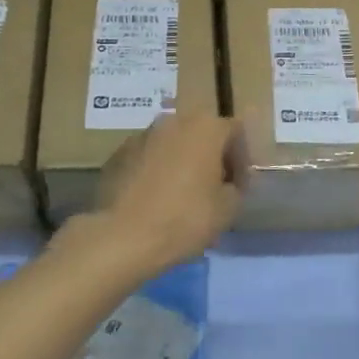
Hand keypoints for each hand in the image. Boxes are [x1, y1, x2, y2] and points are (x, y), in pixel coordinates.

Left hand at [85, 113, 246, 273]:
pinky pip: (147, 158)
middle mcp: (173, 121)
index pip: (235, 132)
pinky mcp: (117, 154)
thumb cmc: (184, 218)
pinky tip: (155, 200)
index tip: (239, 188)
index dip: (242, 160)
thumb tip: (228, 184)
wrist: (122, 236)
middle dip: (211, 158)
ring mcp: (141, 135)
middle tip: (213, 189)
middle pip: (201, 134)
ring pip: (172, 145)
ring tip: (182, 196)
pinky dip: (156, 172)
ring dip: (182, 163)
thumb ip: (236, 188)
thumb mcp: (228, 209)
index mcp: (205, 127)